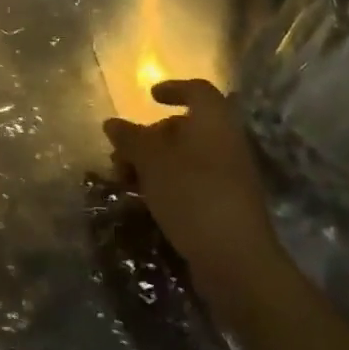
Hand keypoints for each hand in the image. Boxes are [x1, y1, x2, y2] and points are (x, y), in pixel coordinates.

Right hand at [103, 78, 272, 276]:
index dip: (173, 88)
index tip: (149, 97)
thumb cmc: (192, 195)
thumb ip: (130, 139)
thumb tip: (112, 123)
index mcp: (214, 122)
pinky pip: (192, 182)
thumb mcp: (151, 162)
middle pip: (186, 127)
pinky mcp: (226, 205)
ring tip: (125, 180)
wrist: (236, 260)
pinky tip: (145, 201)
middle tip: (122, 153)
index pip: (197, 91)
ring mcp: (229, 176)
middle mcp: (226, 143)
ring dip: (153, 164)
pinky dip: (167, 184)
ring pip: (186, 158)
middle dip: (150, 136)